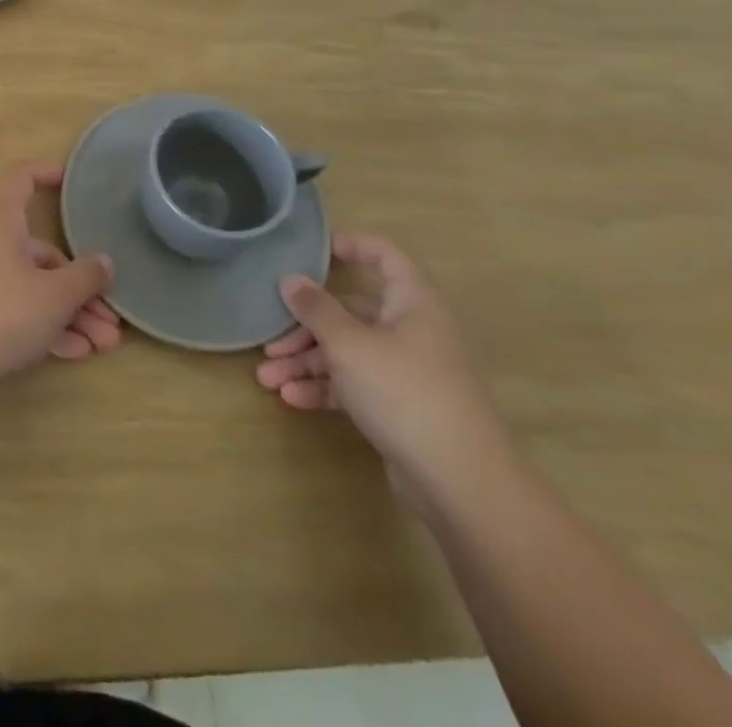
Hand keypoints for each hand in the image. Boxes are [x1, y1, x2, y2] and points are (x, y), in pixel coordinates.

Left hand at [0, 162, 120, 391]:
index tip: (70, 180)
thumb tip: (104, 262)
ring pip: (33, 286)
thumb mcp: (55, 296)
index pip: (20, 179)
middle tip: (112, 316)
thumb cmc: (2, 312)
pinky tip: (75, 353)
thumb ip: (86, 276)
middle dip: (80, 285)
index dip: (45, 173)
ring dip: (70, 313)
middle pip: (41, 252)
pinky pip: (16, 308)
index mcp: (0, 221)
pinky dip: (45, 325)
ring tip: (104, 345)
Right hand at [255, 234, 505, 501]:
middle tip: (269, 340)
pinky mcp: (401, 407)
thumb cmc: (405, 392)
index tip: (311, 250)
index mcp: (412, 303)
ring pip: (347, 351)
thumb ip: (316, 309)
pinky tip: (292, 399)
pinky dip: (325, 388)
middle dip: (304, 327)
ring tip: (268, 378)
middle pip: (351, 312)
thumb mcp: (349, 344)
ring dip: (306, 362)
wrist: (463, 485)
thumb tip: (290, 279)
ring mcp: (408, 371)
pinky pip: (355, 384)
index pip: (384, 256)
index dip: (350, 246)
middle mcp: (412, 330)